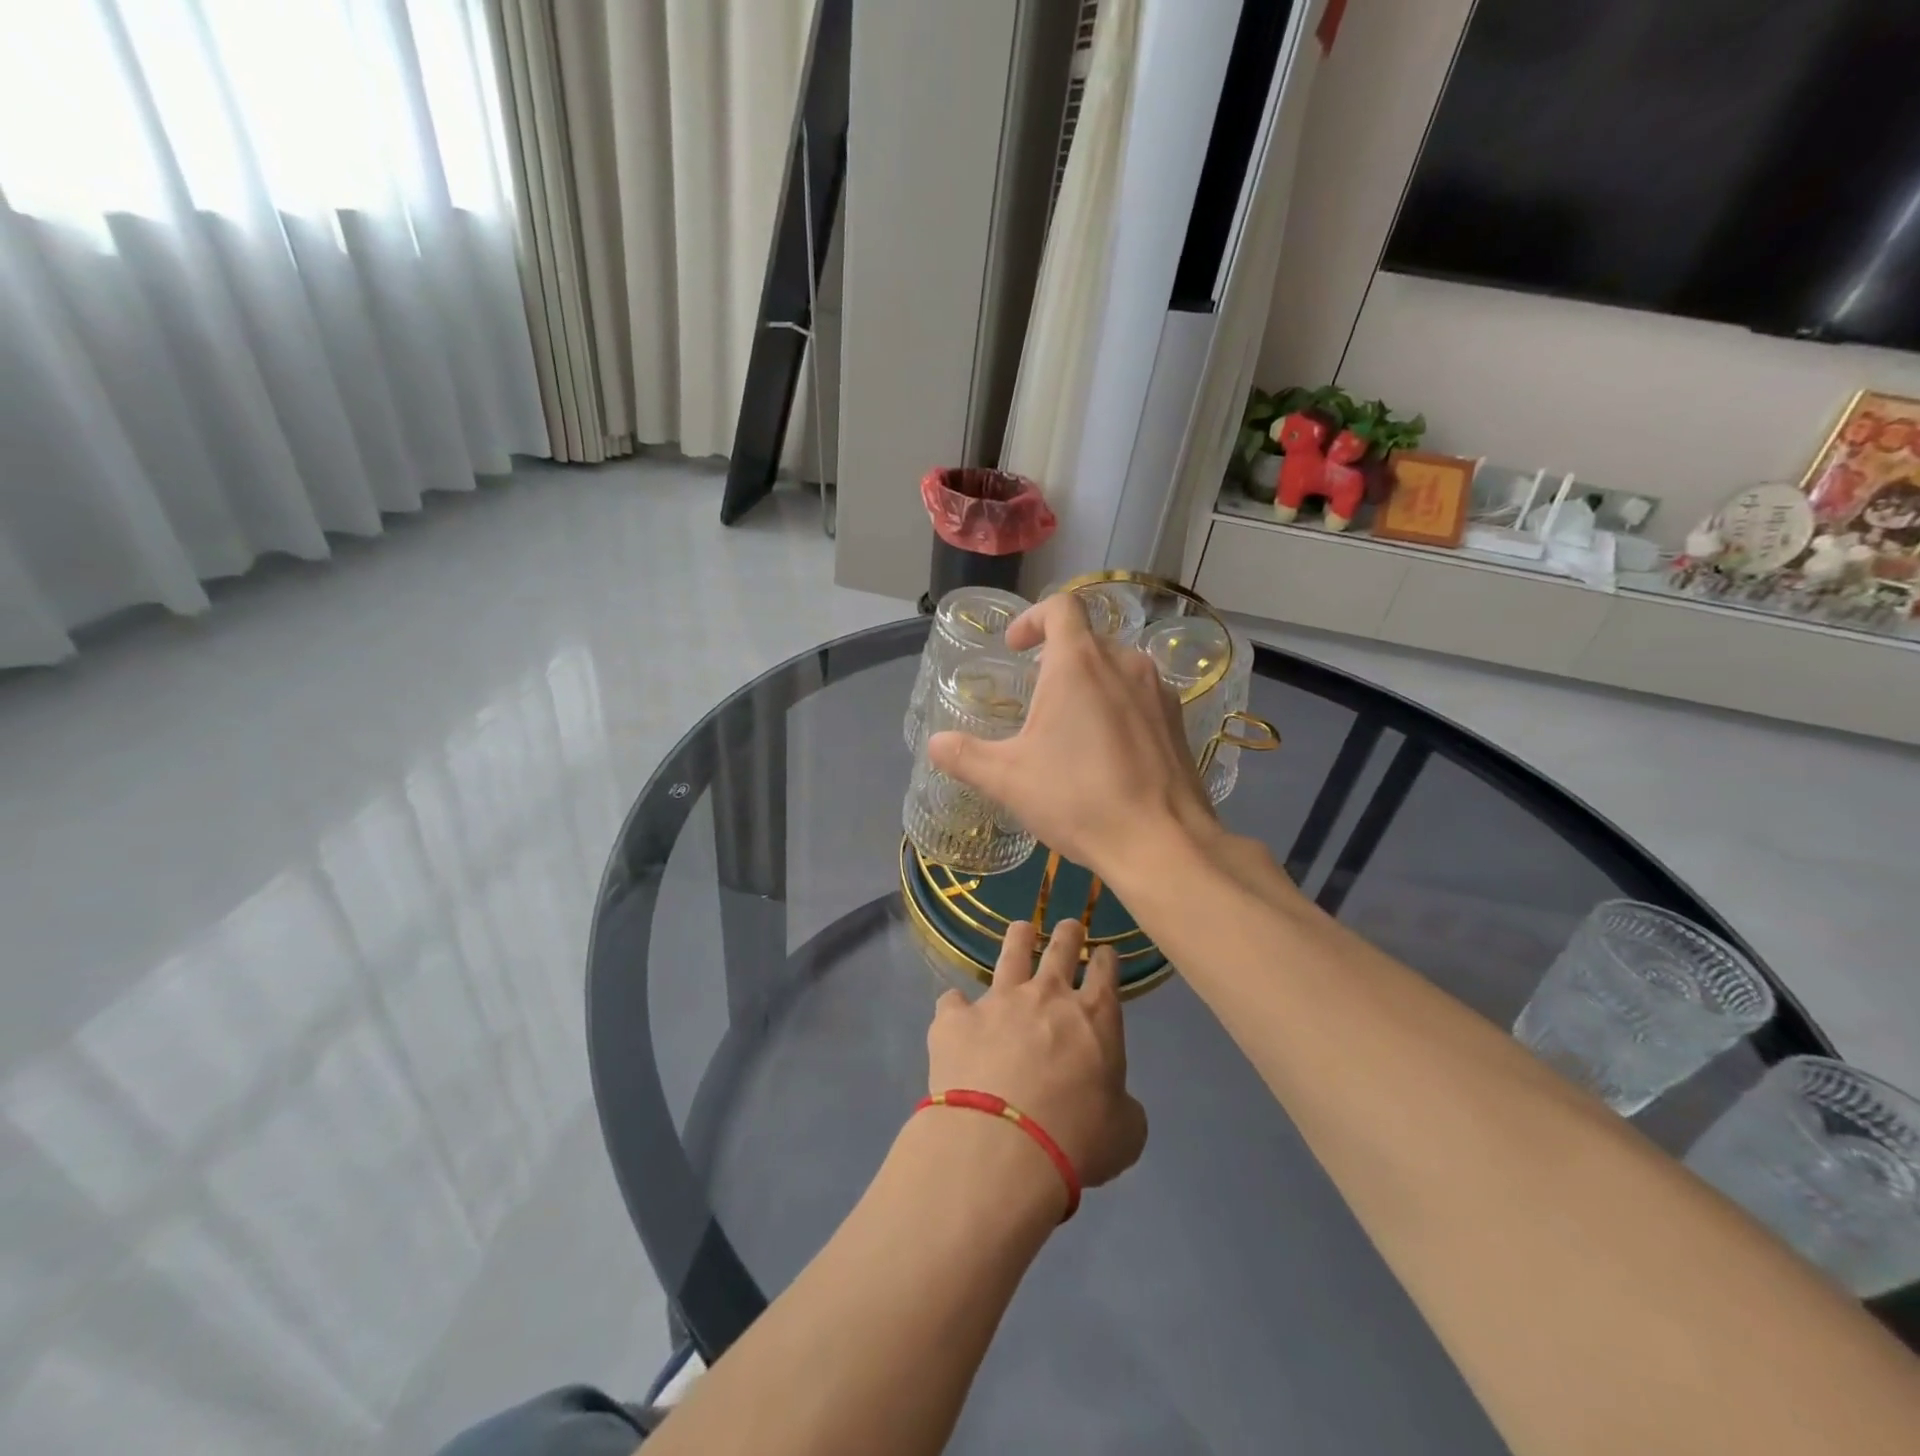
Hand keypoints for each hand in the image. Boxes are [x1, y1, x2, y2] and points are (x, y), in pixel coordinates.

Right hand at [926, 592, 1215, 883]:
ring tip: (1070, 726)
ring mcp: (1158, 691)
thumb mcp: (1007, 780)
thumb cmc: (1078, 799)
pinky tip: (1107, 751)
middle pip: (1088, 638)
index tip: (1016, 648)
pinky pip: (1140, 697)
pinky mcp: (1178, 721)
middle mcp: (1124, 663)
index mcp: (1079, 663)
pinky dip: (1118, 707)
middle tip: (1035, 697)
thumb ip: (965, 756)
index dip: (1033, 618)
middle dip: (1057, 658)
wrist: (1162, 842)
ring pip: (1117, 668)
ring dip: (1090, 683)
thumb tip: (935, 744)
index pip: (1060, 607)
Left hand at [926, 920, 1147, 1193]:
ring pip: (1010, 954)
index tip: (1104, 953)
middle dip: (1067, 934)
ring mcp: (998, 1001)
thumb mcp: (1124, 1133)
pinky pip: (953, 1001)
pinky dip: (956, 1007)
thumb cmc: (1076, 1140)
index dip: (1105, 960)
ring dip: (1018, 939)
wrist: (1003, 1145)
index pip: (1104, 973)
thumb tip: (1114, 1103)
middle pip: (1059, 949)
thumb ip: (1121, 1106)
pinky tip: (954, 1012)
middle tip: (1068, 925)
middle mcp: (1046, 996)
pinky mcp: (955, 1018)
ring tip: (1020, 929)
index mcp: (1094, 1018)